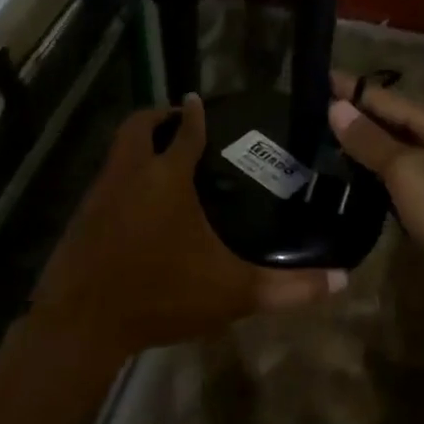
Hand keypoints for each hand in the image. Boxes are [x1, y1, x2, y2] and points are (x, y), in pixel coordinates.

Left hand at [28, 95, 345, 365]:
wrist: (83, 322)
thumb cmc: (162, 294)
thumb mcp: (233, 292)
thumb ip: (289, 287)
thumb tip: (341, 281)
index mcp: (167, 177)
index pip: (184, 129)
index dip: (194, 113)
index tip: (199, 101)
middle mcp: (129, 173)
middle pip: (138, 126)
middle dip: (157, 117)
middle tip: (179, 123)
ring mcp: (99, 194)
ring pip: (117, 152)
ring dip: (138, 146)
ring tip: (163, 161)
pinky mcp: (81, 217)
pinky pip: (105, 180)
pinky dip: (123, 177)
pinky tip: (138, 205)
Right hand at [327, 72, 423, 298]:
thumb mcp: (410, 174)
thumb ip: (372, 141)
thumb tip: (336, 106)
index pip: (384, 97)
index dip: (348, 90)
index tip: (313, 79)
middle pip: (393, 121)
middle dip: (355, 117)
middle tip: (308, 116)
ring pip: (399, 151)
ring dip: (366, 148)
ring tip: (323, 146)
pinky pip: (407, 179)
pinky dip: (381, 176)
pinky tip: (359, 183)